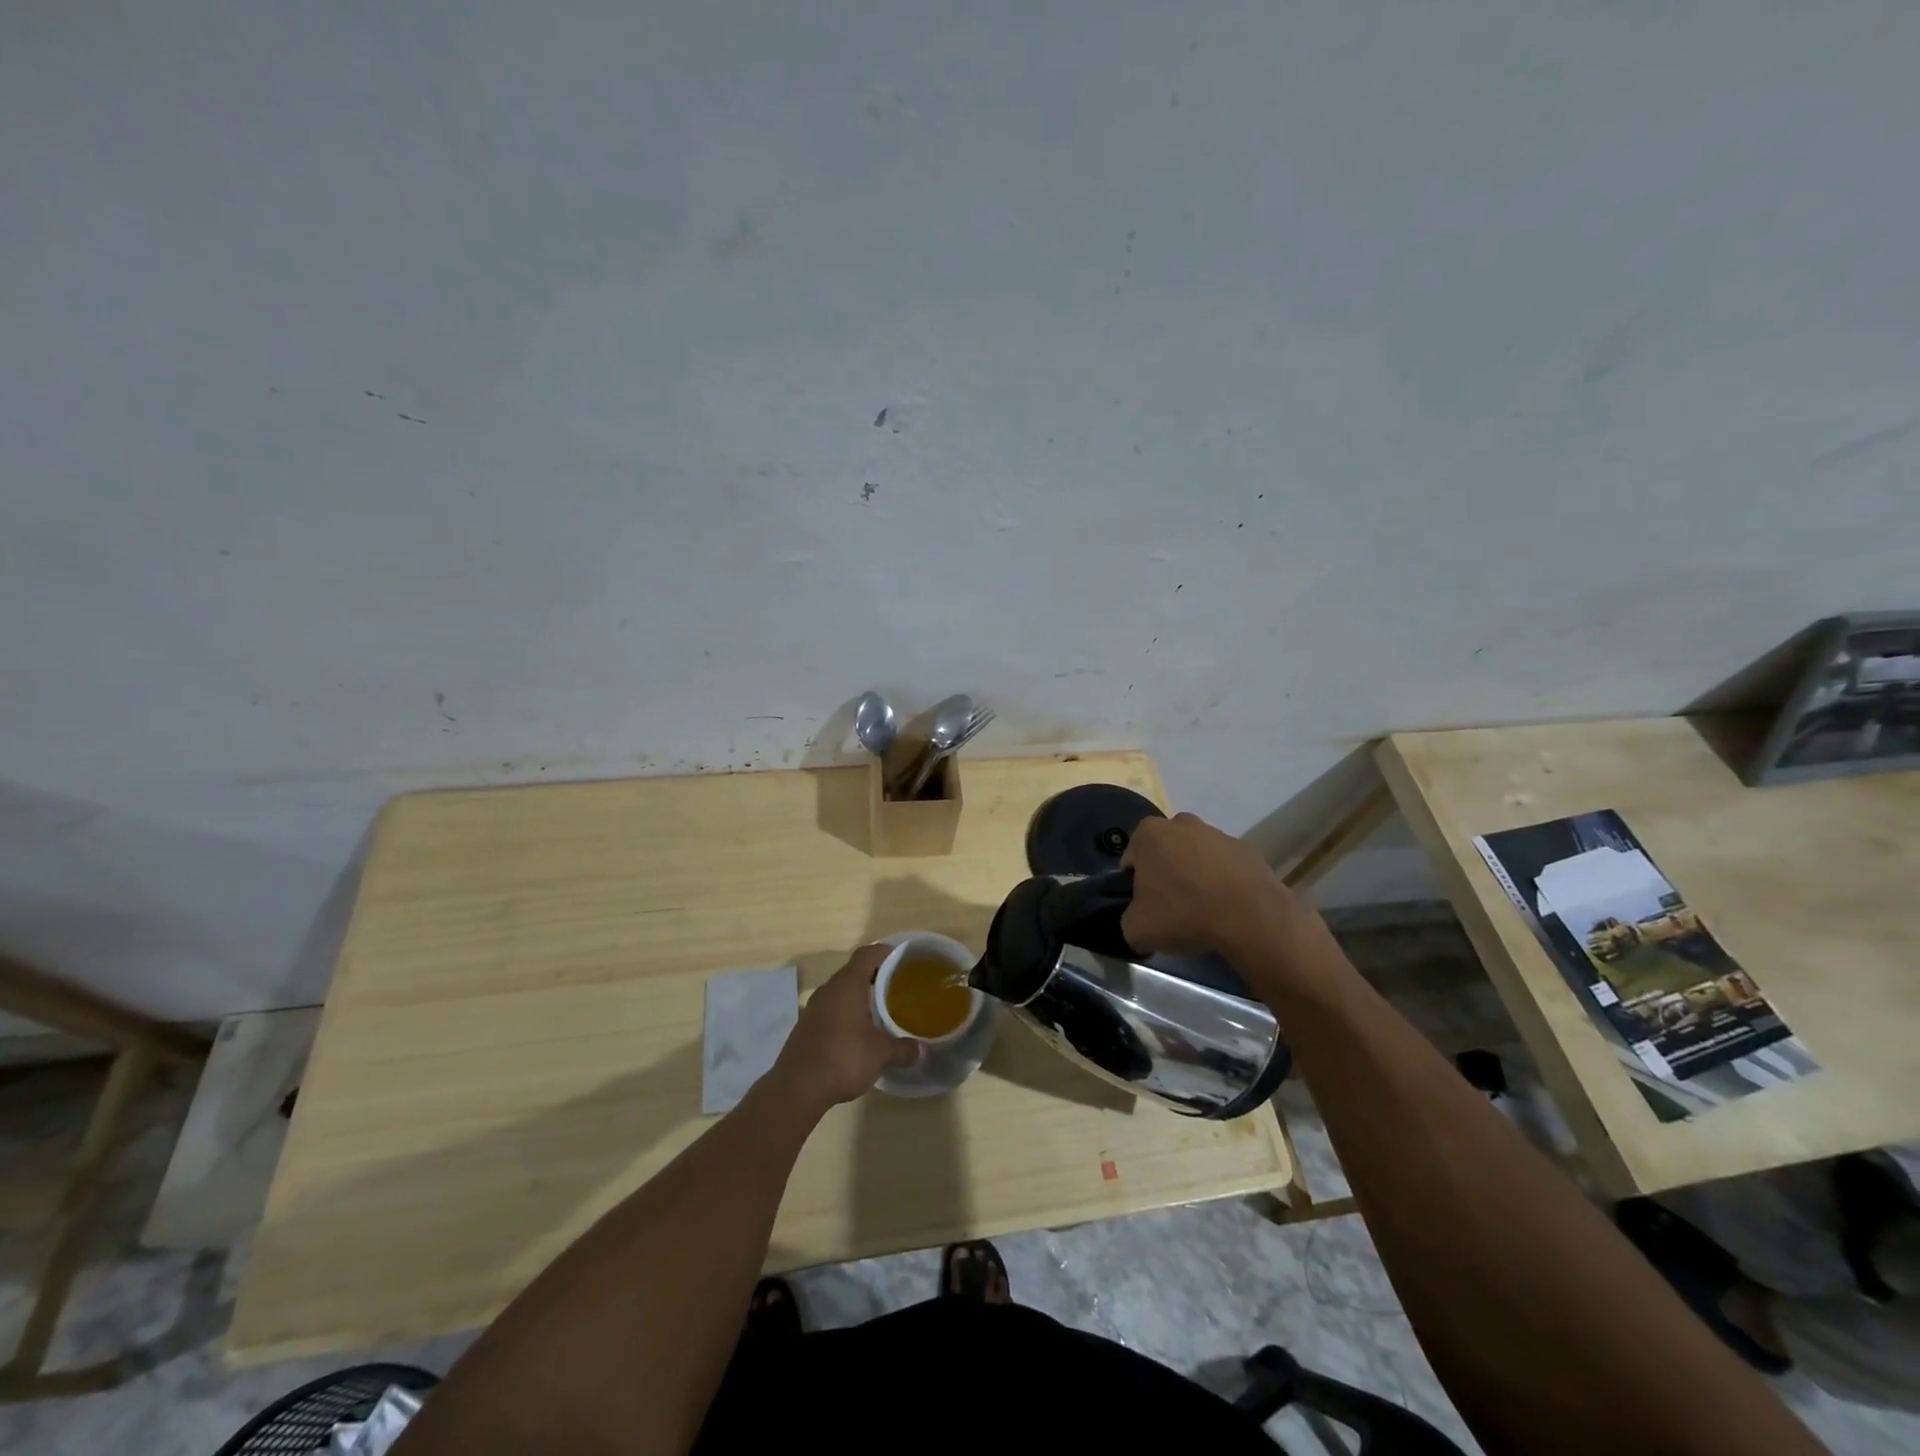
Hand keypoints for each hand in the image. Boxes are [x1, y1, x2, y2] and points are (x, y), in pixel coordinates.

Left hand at [772, 946, 918, 1109]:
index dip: (885, 952)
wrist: (797, 1089)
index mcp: (847, 984)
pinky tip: (859, 1033)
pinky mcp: (806, 1028)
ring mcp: (814, 1009)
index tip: (903, 960)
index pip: (867, 954)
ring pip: (841, 992)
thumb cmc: (843, 1058)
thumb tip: (923, 1050)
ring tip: (881, 1011)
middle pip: (854, 972)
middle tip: (898, 987)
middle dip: (875, 977)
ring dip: (860, 998)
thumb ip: (903, 1049)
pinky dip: (846, 1014)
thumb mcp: (881, 1054)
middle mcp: (828, 990)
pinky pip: (831, 1010)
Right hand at [1120, 812, 1298, 959]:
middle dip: (1166, 871)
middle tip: (1172, 904)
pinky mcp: (1247, 849)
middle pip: (1166, 850)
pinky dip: (1223, 880)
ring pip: (1197, 854)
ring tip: (1203, 908)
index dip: (1135, 882)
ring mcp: (1218, 834)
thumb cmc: (1183, 914)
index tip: (1145, 904)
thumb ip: (1129, 920)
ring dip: (1196, 874)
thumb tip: (1138, 921)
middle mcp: (1182, 824)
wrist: (1249, 918)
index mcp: (1149, 834)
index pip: (1132, 857)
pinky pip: (1226, 865)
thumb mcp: (1136, 929)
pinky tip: (1226, 905)